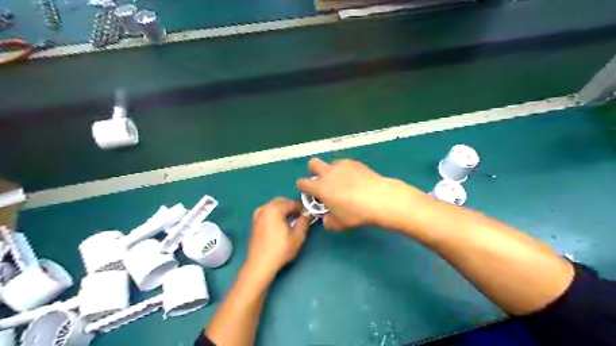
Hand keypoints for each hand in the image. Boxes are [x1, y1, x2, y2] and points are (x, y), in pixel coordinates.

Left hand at [247, 197, 313, 277]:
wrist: (260, 264)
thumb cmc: (280, 249)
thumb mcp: (297, 236)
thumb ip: (304, 222)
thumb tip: (308, 214)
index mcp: (274, 209)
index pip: (291, 203)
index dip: (301, 207)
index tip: (308, 213)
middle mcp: (264, 208)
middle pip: (280, 202)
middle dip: (291, 206)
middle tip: (300, 216)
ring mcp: (257, 215)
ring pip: (273, 206)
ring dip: (283, 210)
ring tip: (291, 220)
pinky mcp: (254, 223)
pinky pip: (267, 213)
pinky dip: (275, 214)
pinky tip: (280, 225)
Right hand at [297, 159, 423, 230]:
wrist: (380, 199)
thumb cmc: (356, 213)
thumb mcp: (339, 224)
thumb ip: (328, 221)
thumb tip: (326, 218)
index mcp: (320, 187)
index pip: (302, 183)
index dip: (303, 188)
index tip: (310, 194)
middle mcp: (328, 173)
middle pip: (312, 163)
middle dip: (313, 171)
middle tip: (322, 182)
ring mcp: (342, 165)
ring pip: (330, 162)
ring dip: (331, 170)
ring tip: (342, 181)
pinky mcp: (355, 162)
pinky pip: (345, 164)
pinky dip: (345, 170)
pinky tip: (354, 179)